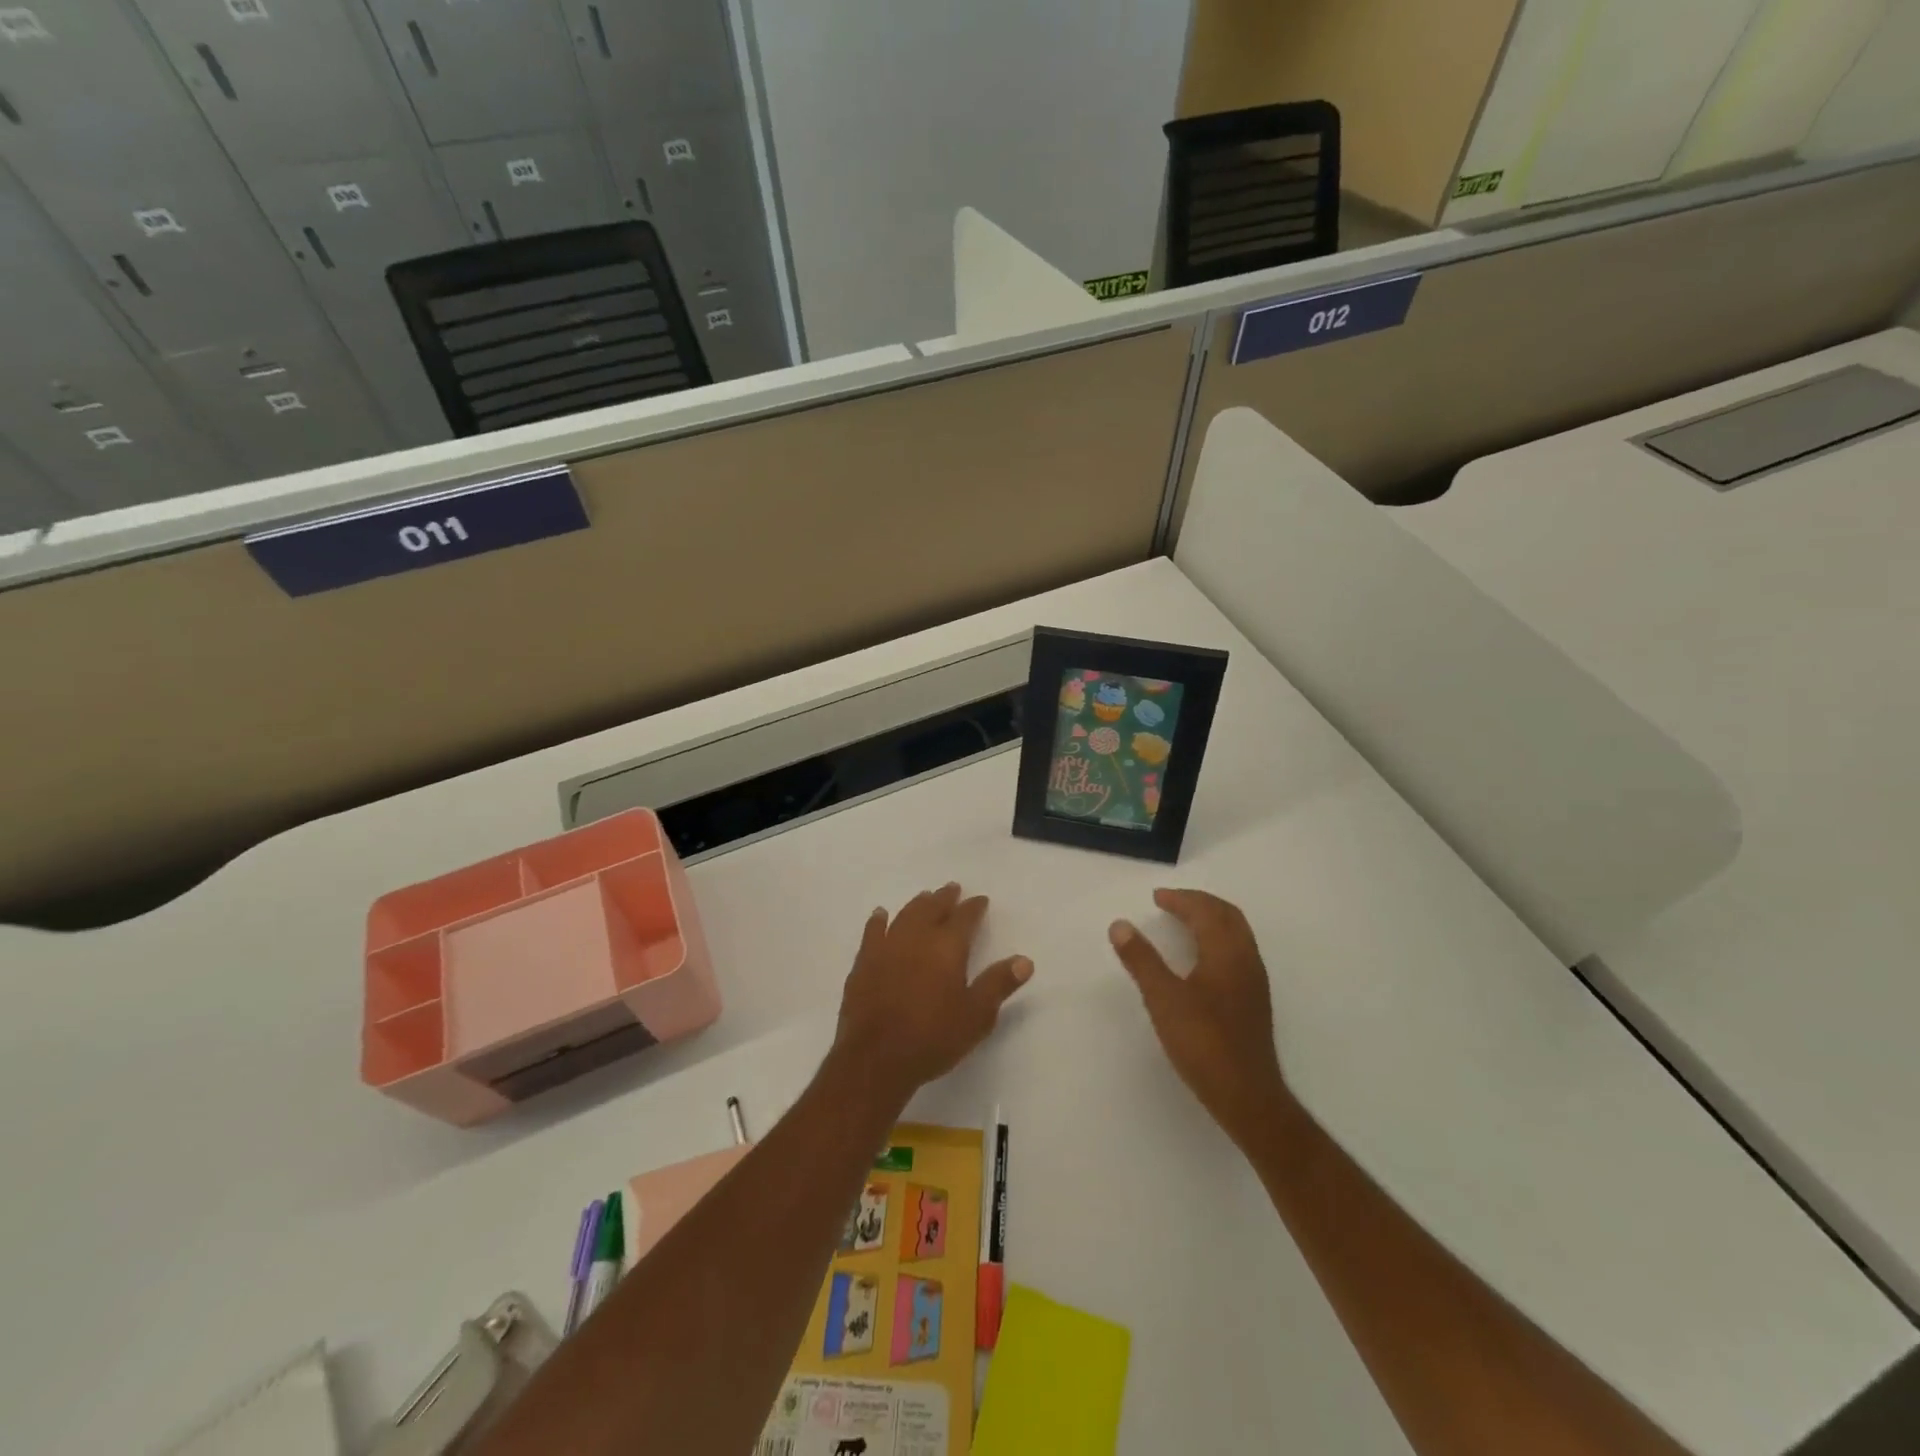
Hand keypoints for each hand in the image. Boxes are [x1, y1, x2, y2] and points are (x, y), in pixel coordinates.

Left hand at [832, 883, 1032, 1102]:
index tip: (981, 900)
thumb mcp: (976, 1016)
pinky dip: (878, 920)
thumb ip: (999, 984)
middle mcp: (917, 938)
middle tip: (952, 888)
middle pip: (932, 908)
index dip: (974, 907)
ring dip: (917, 904)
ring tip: (925, 897)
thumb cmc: (933, 1037)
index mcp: (947, 947)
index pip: (965, 918)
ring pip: (905, 915)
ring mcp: (887, 947)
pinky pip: (872, 932)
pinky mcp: (864, 962)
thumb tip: (1024, 960)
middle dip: (945, 898)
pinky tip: (880, 915)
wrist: (876, 1058)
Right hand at [1109, 889, 1289, 1149]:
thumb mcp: (1163, 999)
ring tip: (1183, 923)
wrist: (1247, 1096)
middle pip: (1227, 915)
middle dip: (1199, 903)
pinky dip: (1217, 938)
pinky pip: (1238, 950)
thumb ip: (1141, 960)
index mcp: (1227, 952)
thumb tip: (1120, 925)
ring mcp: (1254, 981)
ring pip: (1236, 933)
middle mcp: (1246, 959)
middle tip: (1170, 902)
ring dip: (1210, 919)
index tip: (1157, 897)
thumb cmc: (1203, 1042)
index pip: (1206, 911)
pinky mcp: (1254, 1000)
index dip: (1181, 900)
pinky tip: (1200, 957)